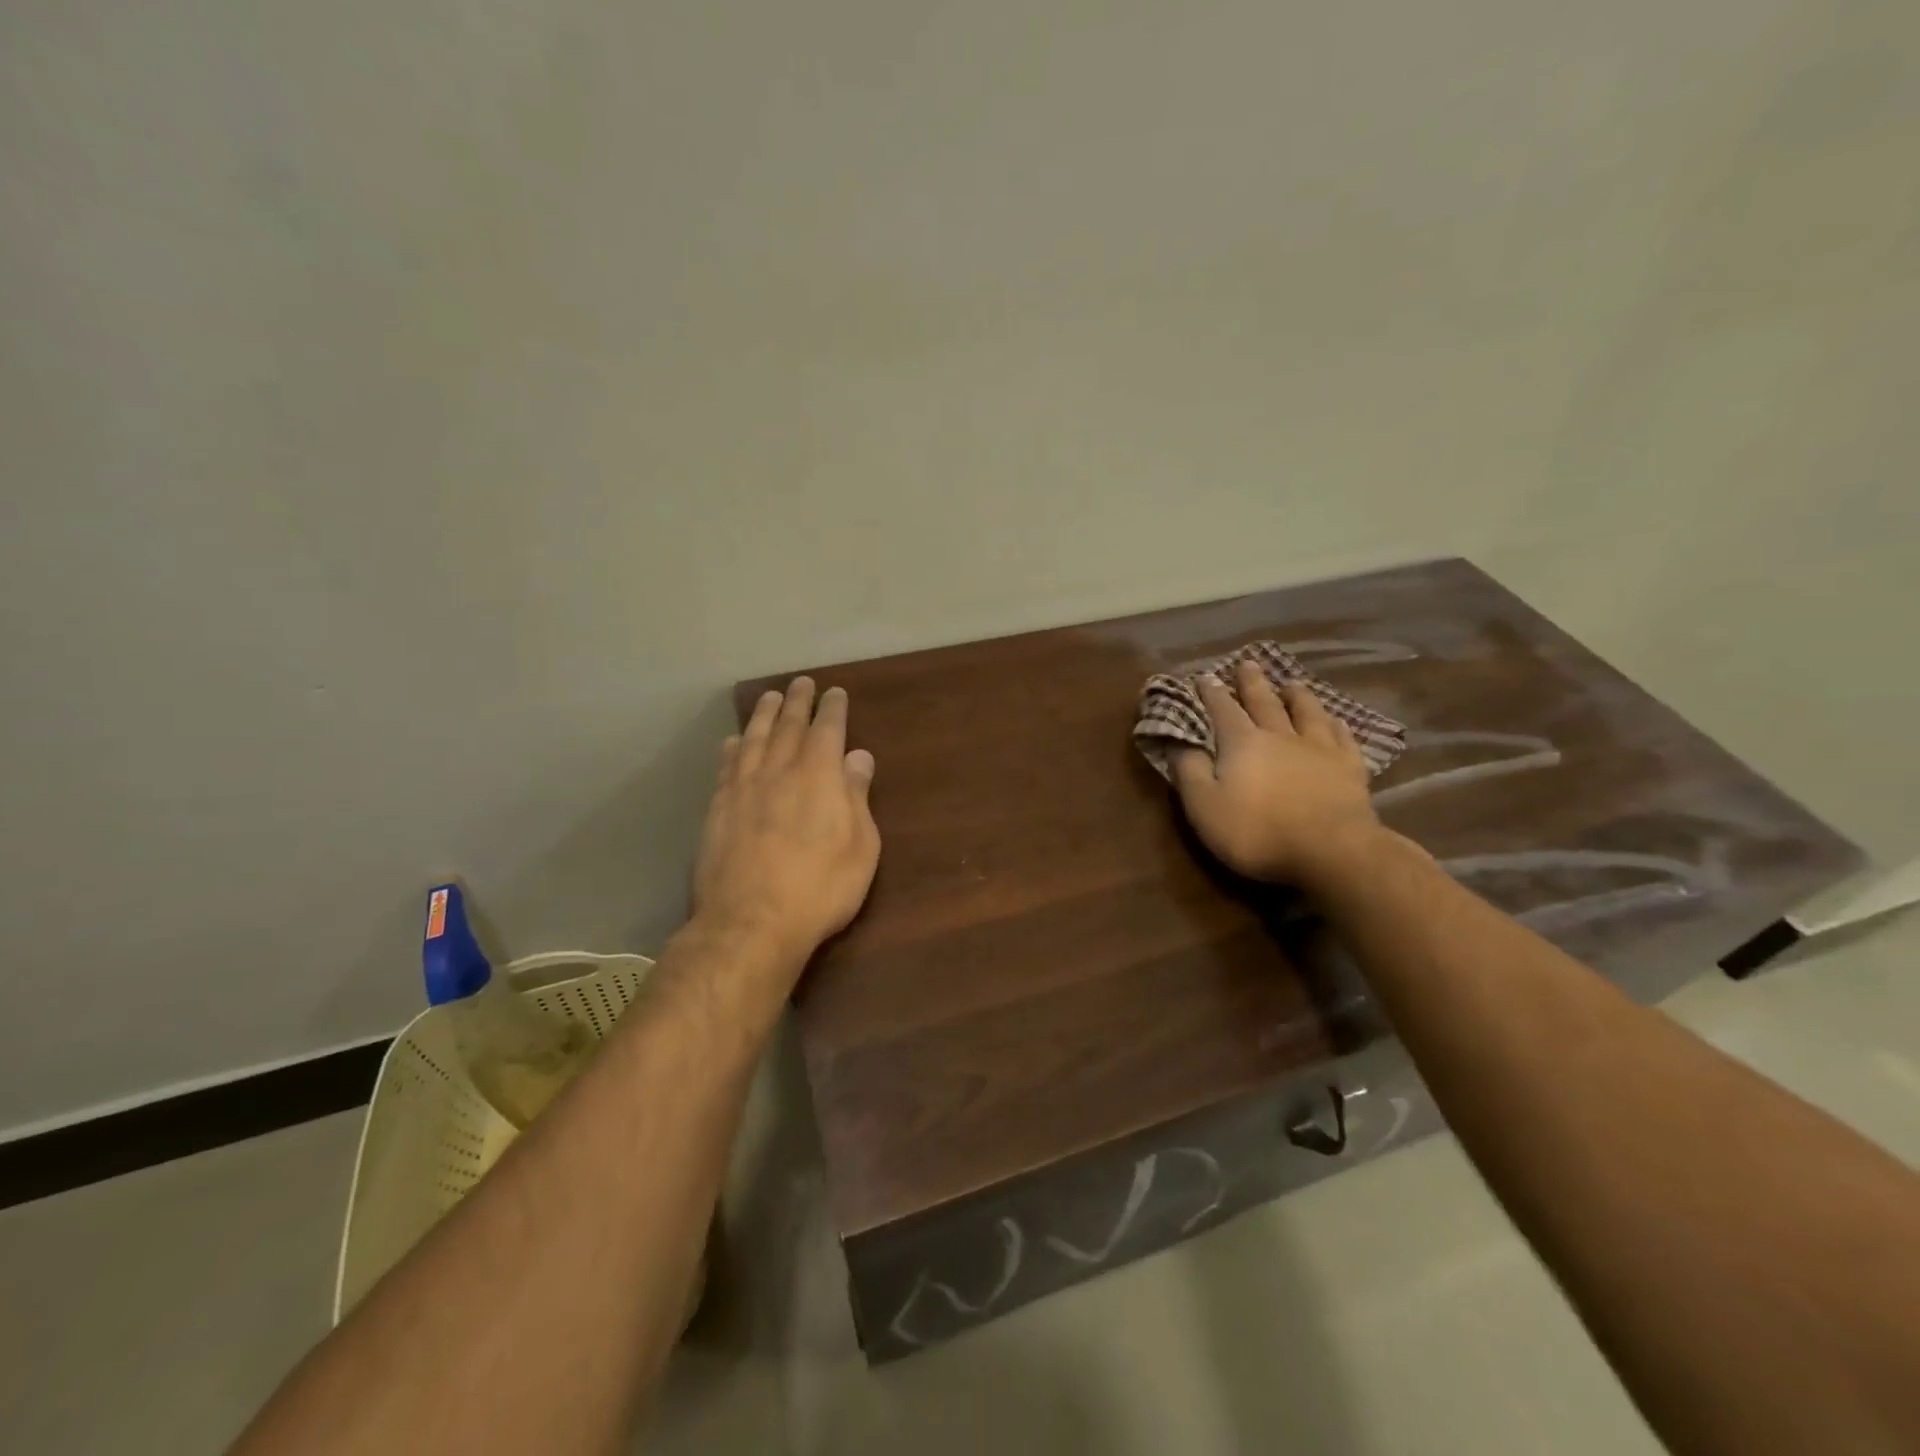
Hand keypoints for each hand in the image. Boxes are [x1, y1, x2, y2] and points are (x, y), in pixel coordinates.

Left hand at [692, 678, 880, 965]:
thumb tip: (858, 756)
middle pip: (787, 726)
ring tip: (769, 697)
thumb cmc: (820, 888)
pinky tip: (734, 741)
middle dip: (797, 702)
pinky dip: (734, 748)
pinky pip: (727, 767)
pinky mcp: (718, 810)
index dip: (832, 709)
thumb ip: (857, 797)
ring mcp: (743, 789)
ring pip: (754, 739)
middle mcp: (779, 771)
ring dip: (763, 715)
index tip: (835, 692)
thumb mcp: (860, 847)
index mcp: (819, 776)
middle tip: (801, 683)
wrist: (751, 922)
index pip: (827, 730)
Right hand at [1171, 659, 1380, 884]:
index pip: (1222, 710)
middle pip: (1264, 702)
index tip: (1204, 676)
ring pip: (1306, 712)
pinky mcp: (1350, 768)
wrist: (1331, 850)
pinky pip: (1342, 738)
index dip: (1211, 693)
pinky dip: (1336, 725)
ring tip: (1292, 683)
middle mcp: (1280, 736)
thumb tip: (1181, 745)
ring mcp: (1319, 749)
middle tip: (1248, 662)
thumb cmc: (1257, 832)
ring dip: (1297, 696)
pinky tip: (1336, 720)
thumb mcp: (1205, 808)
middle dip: (1252, 682)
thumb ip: (1190, 773)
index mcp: (1242, 743)